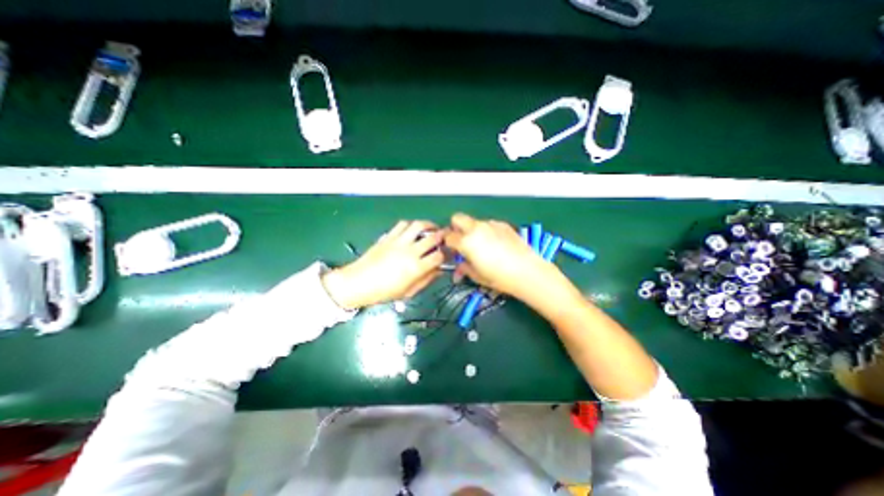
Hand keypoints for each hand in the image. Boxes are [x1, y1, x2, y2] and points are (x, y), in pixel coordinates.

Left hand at [322, 221, 445, 310]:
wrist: (358, 283)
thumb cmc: (383, 292)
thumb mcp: (408, 292)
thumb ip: (426, 280)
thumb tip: (439, 270)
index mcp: (416, 268)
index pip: (439, 256)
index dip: (446, 255)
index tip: (448, 255)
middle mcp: (410, 251)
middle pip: (433, 237)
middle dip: (443, 236)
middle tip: (446, 236)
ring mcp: (398, 241)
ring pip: (419, 225)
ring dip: (429, 224)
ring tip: (432, 228)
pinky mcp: (388, 236)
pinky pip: (402, 224)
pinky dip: (411, 224)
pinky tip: (413, 229)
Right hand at [442, 211, 557, 298]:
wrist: (528, 272)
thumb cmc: (500, 277)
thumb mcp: (477, 276)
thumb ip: (464, 269)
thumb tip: (459, 269)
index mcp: (466, 242)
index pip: (448, 236)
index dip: (448, 243)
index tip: (452, 251)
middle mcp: (476, 229)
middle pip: (457, 218)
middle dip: (455, 228)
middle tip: (461, 241)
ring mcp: (491, 224)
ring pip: (474, 221)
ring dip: (472, 230)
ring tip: (482, 245)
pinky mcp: (503, 225)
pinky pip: (489, 224)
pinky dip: (487, 231)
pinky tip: (496, 244)